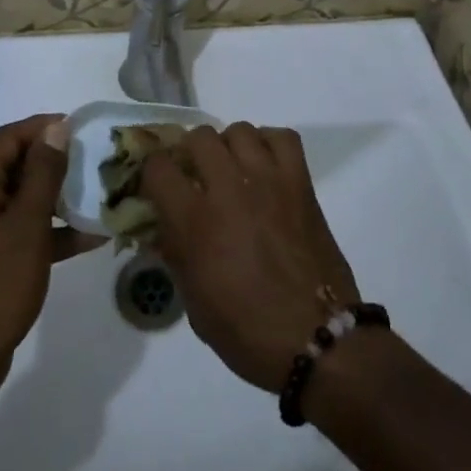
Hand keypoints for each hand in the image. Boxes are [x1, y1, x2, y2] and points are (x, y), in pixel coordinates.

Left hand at [0, 115, 104, 392]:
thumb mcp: (27, 226)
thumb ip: (43, 173)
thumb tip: (56, 128)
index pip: (11, 136)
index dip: (47, 128)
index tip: (84, 130)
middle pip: (13, 164)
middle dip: (54, 164)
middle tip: (94, 164)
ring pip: (16, 197)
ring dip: (53, 198)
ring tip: (95, 197)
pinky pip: (12, 227)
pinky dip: (42, 229)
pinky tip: (84, 238)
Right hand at [143, 123, 359, 390]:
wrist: (318, 340)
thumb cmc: (248, 331)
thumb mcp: (193, 302)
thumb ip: (175, 253)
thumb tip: (163, 224)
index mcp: (195, 221)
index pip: (158, 166)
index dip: (152, 173)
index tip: (158, 186)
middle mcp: (229, 188)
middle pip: (198, 137)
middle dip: (190, 154)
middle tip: (196, 178)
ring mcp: (268, 179)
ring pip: (239, 130)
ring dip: (228, 148)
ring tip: (233, 171)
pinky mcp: (300, 182)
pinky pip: (282, 137)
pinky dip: (269, 143)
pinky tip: (265, 166)